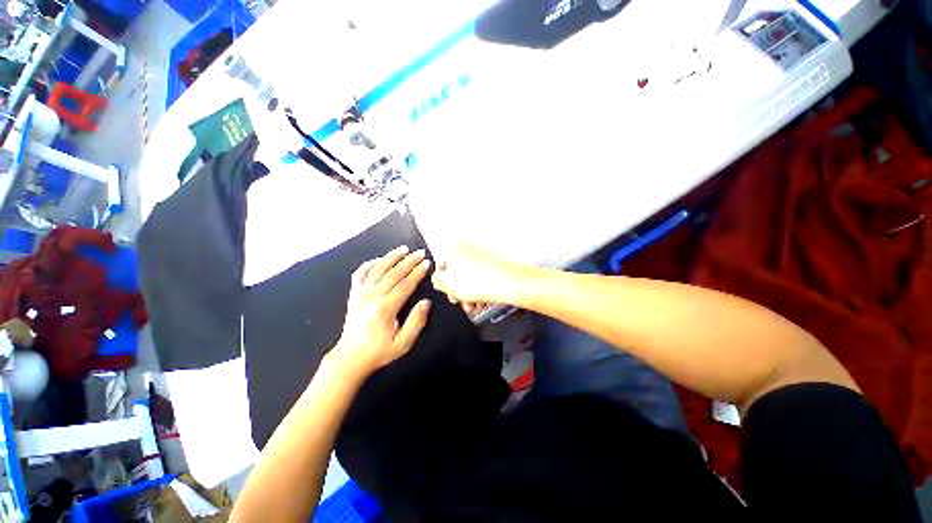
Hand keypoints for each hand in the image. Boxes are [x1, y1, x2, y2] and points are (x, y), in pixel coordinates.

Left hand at [332, 246, 431, 375]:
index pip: (405, 284)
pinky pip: (360, 273)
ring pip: (378, 269)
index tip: (427, 263)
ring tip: (404, 249)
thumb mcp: (403, 343)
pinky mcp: (354, 294)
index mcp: (385, 308)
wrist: (350, 357)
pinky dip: (370, 263)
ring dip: (392, 257)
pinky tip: (380, 259)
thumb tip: (426, 302)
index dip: (417, 272)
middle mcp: (372, 296)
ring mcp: (360, 293)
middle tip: (420, 252)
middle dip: (409, 261)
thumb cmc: (379, 351)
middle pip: (393, 273)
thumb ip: (416, 321)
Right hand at [431, 243, 526, 314]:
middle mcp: (468, 246)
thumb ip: (436, 280)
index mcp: (454, 246)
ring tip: (475, 304)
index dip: (443, 282)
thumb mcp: (448, 284)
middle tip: (461, 300)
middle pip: (456, 271)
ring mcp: (482, 253)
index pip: (440, 264)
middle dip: (458, 290)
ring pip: (469, 276)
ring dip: (469, 293)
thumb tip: (437, 279)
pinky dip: (480, 287)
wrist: (513, 283)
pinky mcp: (493, 261)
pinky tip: (483, 299)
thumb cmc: (484, 281)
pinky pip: (482, 275)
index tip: (448, 291)